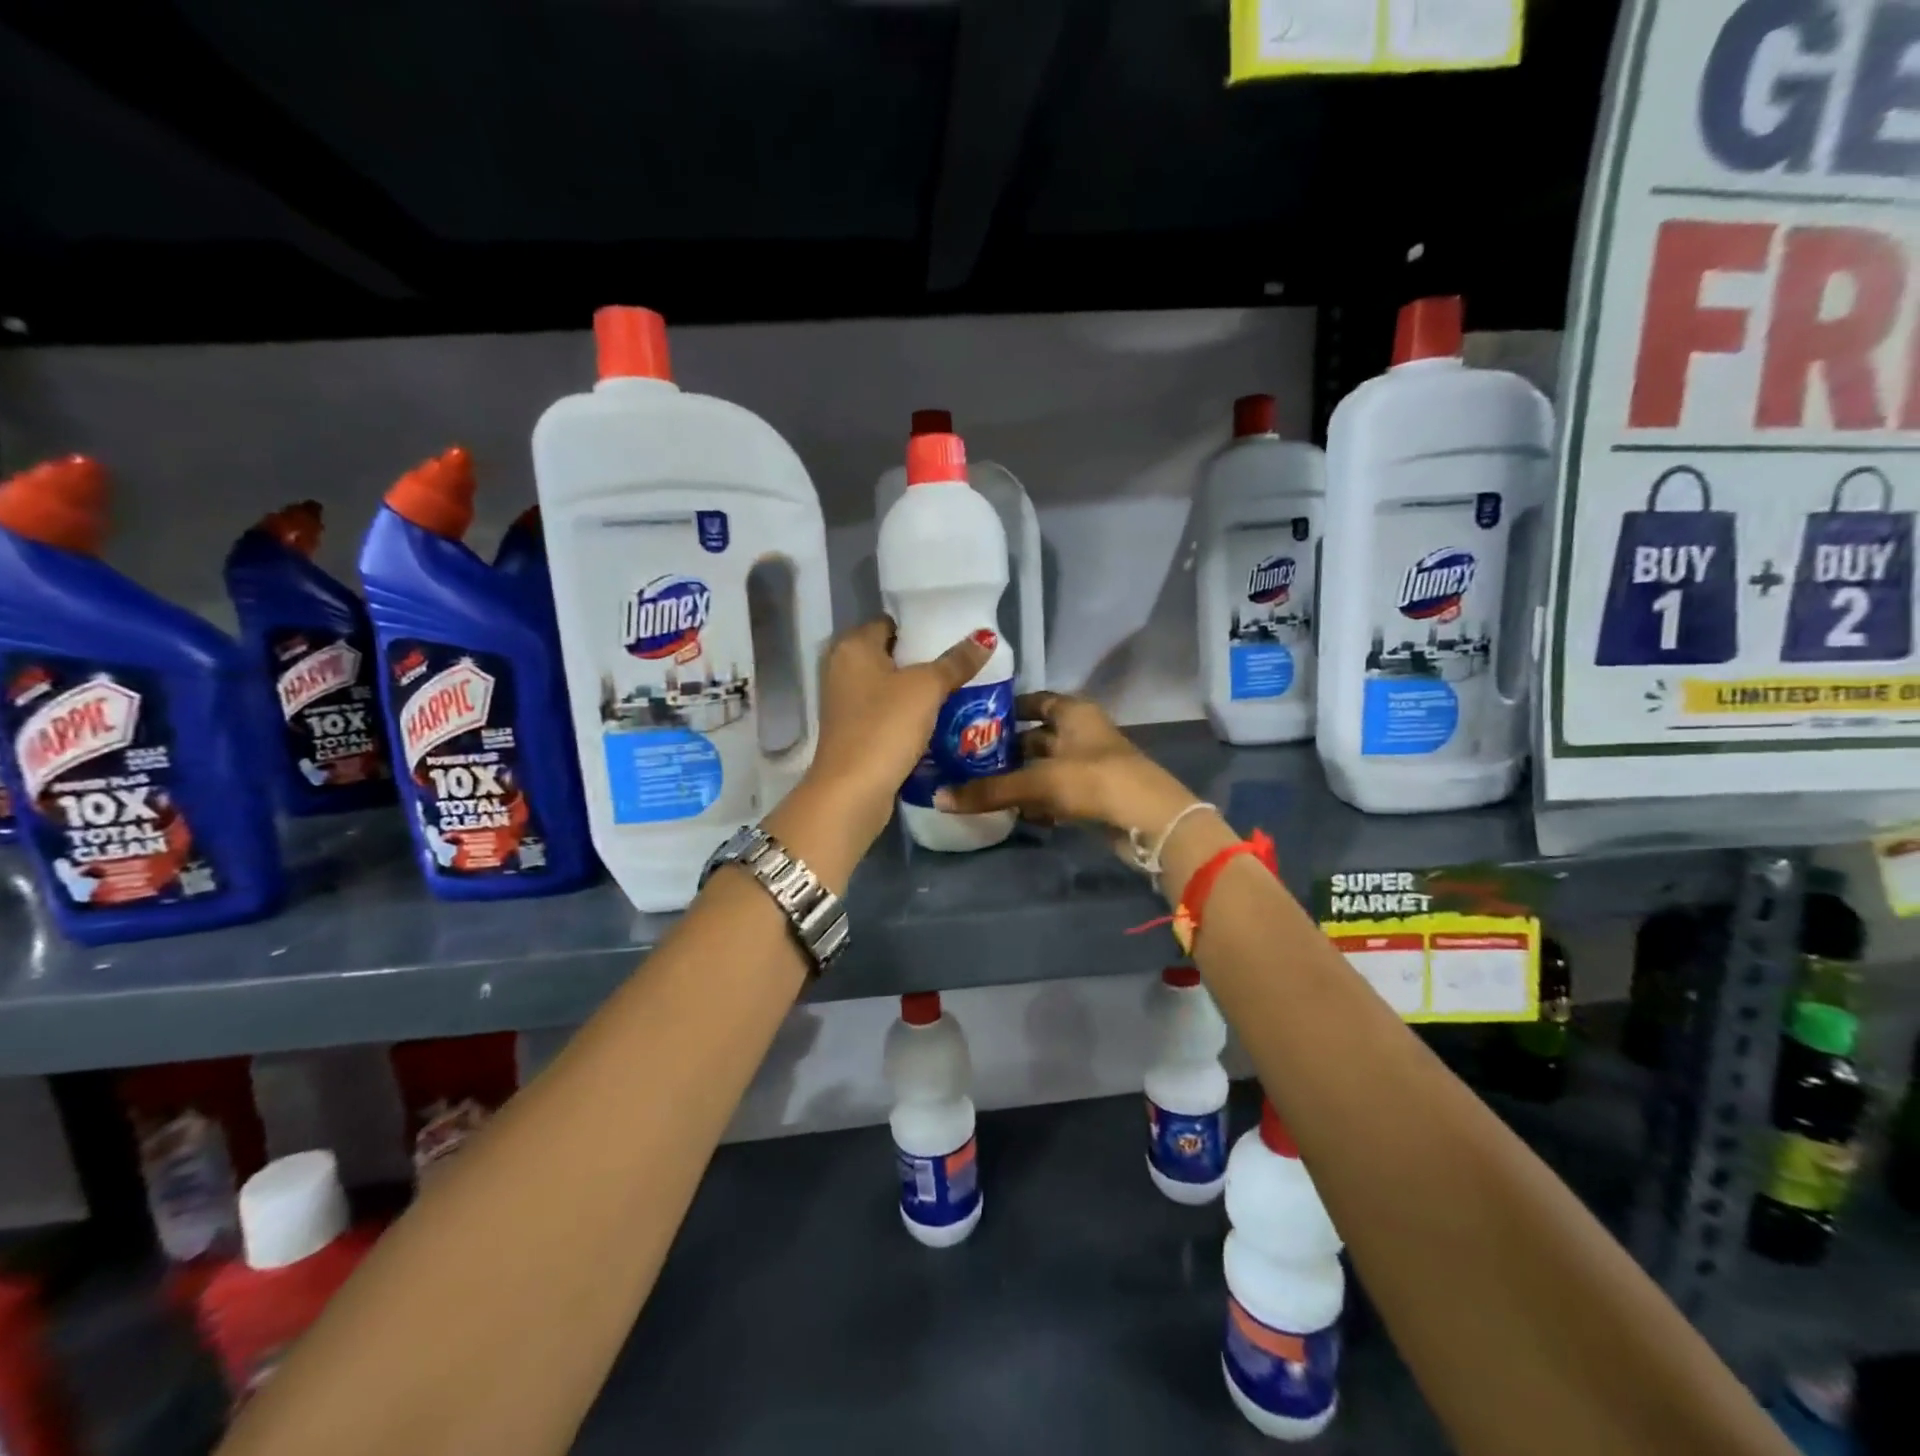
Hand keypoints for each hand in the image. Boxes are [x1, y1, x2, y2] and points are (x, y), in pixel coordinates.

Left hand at [795, 617, 994, 851]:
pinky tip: (937, 723)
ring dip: (918, 693)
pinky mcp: (852, 732)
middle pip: (891, 656)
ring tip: (958, 693)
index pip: (890, 623)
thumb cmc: (885, 727)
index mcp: (852, 646)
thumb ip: (956, 662)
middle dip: (924, 662)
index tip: (954, 639)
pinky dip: (907, 716)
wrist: (853, 790)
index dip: (921, 628)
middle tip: (962, 667)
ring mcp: (844, 703)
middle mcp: (841, 669)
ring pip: (890, 688)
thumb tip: (984, 637)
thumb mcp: (927, 688)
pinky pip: (886, 713)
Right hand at [933, 691, 1198, 843]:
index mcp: (1073, 713)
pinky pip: (1056, 792)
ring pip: (1045, 766)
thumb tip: (938, 797)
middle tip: (967, 758)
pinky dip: (1037, 800)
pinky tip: (1014, 811)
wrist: (1150, 821)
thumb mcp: (1038, 782)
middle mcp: (1081, 733)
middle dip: (1006, 748)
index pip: (1036, 700)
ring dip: (1019, 777)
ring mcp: (1089, 765)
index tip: (975, 717)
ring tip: (980, 785)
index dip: (1008, 707)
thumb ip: (989, 790)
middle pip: (1037, 736)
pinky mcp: (1093, 795)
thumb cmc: (1094, 781)